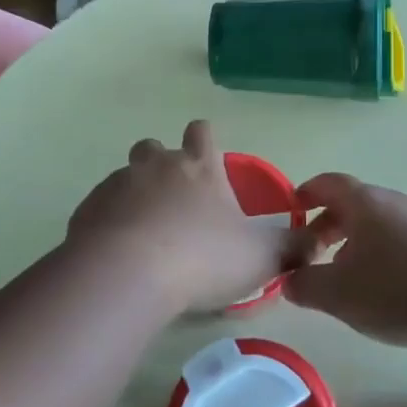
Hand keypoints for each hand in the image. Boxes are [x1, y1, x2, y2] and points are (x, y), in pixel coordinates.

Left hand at [66, 121, 310, 313]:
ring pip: (125, 177)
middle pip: (154, 147)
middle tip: (174, 199)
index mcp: (198, 167)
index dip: (204, 139)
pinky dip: (109, 222)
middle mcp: (156, 166)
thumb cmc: (201, 257)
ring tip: (145, 232)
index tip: (206, 154)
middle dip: (161, 163)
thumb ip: (291, 248)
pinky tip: (118, 253)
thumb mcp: (260, 257)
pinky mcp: (88, 210)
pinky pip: (100, 207)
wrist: (126, 274)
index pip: (201, 132)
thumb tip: (318, 242)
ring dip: (134, 195)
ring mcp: (117, 185)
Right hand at [284, 174, 406, 347]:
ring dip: (357, 243)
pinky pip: (403, 239)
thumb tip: (288, 279)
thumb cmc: (401, 289)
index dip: (305, 195)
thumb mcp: (340, 295)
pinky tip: (390, 289)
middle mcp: (393, 202)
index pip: (326, 184)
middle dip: (328, 225)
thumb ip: (306, 285)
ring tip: (350, 278)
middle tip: (314, 254)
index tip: (291, 211)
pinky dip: (385, 254)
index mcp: (363, 203)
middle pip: (353, 203)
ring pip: (379, 223)